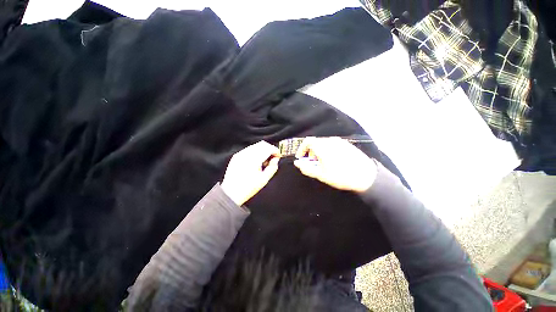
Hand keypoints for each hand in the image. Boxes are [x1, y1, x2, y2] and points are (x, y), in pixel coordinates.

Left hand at [221, 141, 280, 205]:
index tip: (278, 155)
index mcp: (254, 159)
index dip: (275, 150)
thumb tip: (275, 160)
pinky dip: (256, 152)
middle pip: (262, 144)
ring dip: (263, 150)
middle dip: (270, 149)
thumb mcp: (264, 180)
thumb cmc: (247, 188)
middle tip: (273, 157)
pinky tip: (256, 161)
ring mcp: (240, 154)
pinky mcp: (236, 156)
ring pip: (255, 145)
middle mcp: (246, 154)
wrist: (231, 193)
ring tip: (264, 161)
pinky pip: (249, 149)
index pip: (268, 148)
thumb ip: (272, 168)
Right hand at [294, 137, 376, 192]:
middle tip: (312, 161)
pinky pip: (333, 144)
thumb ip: (306, 168)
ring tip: (322, 162)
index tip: (300, 157)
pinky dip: (327, 150)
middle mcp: (331, 141)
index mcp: (323, 147)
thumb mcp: (321, 175)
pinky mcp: (347, 144)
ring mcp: (340, 141)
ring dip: (319, 150)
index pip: (307, 141)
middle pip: (315, 142)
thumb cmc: (341, 176)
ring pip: (324, 143)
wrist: (366, 176)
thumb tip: (297, 163)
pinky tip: (333, 160)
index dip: (301, 148)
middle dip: (310, 151)